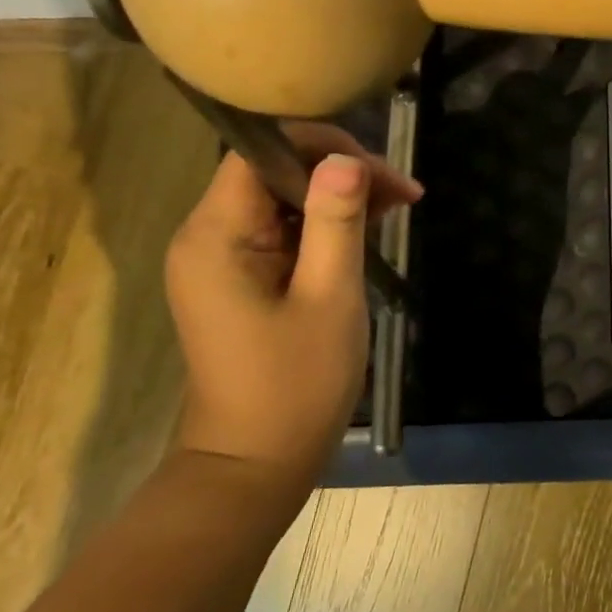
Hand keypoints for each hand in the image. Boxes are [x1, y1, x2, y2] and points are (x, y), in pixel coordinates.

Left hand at [165, 124, 420, 491]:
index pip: (262, 152)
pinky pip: (283, 232)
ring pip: (283, 200)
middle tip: (404, 195)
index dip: (322, 148)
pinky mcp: (241, 280)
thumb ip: (336, 221)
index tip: (379, 173)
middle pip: (274, 172)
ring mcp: (222, 260)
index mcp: (216, 235)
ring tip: (398, 208)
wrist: (256, 464)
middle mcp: (207, 236)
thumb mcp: (329, 295)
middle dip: (340, 174)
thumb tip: (346, 158)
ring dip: (339, 199)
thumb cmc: (295, 383)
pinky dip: (326, 227)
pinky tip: (369, 232)